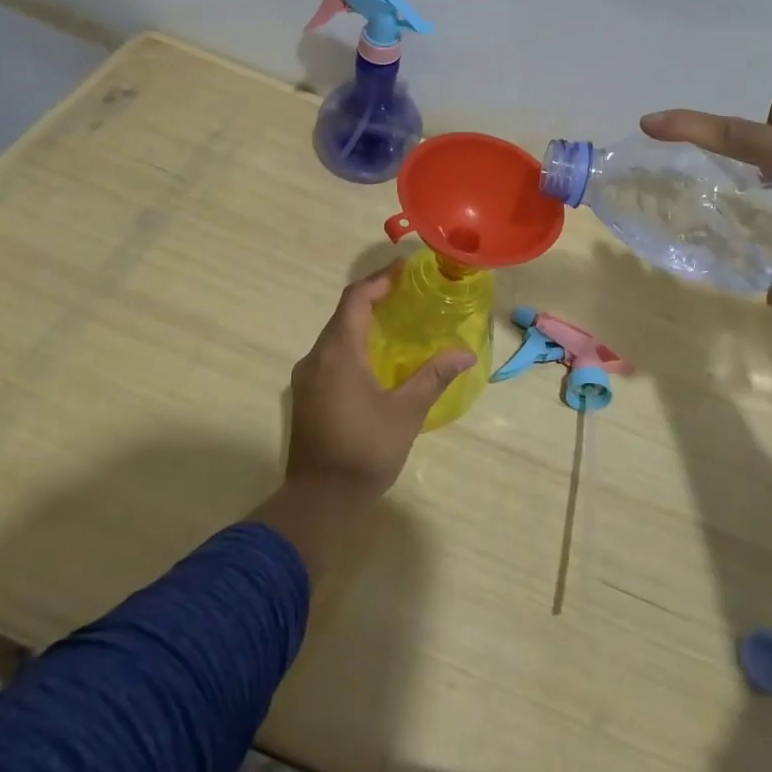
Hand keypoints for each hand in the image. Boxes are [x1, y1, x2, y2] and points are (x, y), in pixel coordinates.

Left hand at [285, 262, 475, 500]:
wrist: (319, 500)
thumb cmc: (365, 451)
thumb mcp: (406, 412)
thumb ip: (433, 377)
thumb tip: (466, 354)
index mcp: (338, 353)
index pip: (355, 299)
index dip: (378, 280)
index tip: (404, 271)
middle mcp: (315, 358)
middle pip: (342, 314)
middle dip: (372, 299)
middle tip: (406, 295)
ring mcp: (306, 378)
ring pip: (333, 336)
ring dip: (361, 323)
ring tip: (394, 323)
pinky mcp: (305, 396)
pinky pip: (328, 356)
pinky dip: (351, 345)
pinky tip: (373, 360)